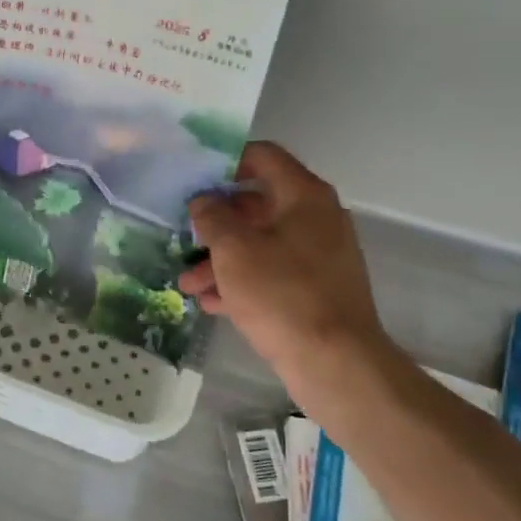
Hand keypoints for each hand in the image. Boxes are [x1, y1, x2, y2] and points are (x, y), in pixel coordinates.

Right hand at [176, 142, 391, 382]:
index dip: (226, 161)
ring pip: (260, 244)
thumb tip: (204, 201)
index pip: (263, 157)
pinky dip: (242, 282)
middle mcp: (316, 219)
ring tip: (187, 285)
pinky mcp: (315, 291)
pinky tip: (210, 302)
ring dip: (221, 260)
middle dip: (215, 223)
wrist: (336, 364)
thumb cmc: (282, 294)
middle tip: (184, 236)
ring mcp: (318, 257)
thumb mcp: (234, 250)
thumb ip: (212, 217)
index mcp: (304, 196)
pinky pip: (272, 274)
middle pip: (256, 205)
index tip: (194, 177)